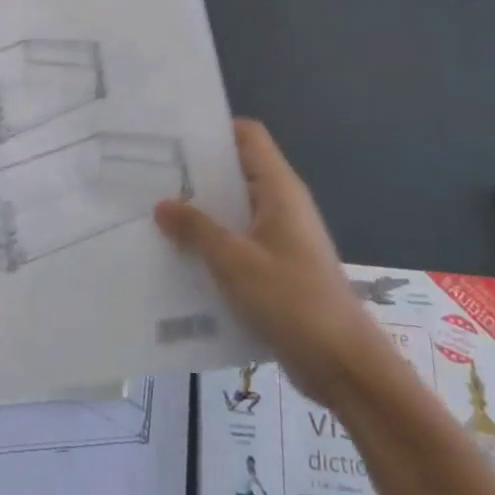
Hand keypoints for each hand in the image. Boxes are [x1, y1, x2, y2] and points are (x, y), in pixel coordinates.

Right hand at [155, 120, 376, 391]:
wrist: (343, 364)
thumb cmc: (291, 300)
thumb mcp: (234, 261)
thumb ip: (196, 229)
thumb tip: (163, 204)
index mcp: (279, 189)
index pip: (248, 136)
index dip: (214, 130)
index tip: (174, 137)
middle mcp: (282, 204)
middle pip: (237, 171)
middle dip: (197, 174)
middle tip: (151, 176)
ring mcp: (282, 237)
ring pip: (235, 210)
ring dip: (202, 212)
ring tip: (157, 215)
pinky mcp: (278, 267)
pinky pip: (240, 241)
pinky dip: (214, 243)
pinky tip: (181, 256)